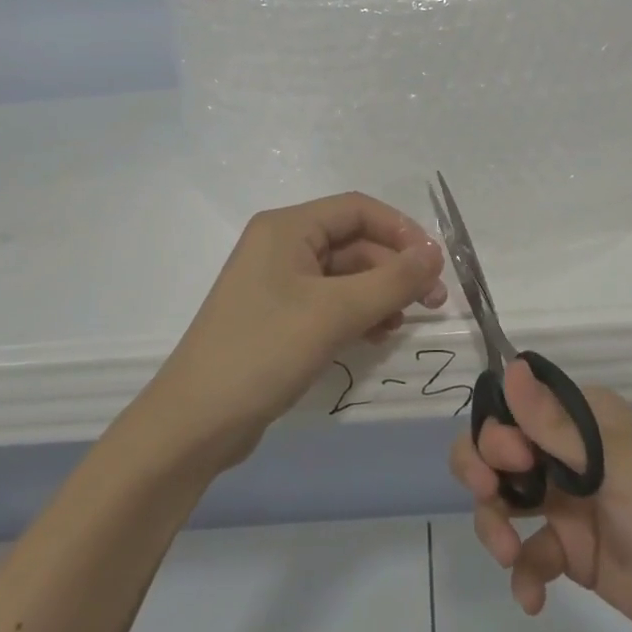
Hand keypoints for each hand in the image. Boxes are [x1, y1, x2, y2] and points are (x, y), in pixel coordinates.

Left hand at [152, 192, 445, 468]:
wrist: (196, 422)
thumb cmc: (264, 351)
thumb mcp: (335, 313)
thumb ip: (391, 280)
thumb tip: (435, 253)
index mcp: (287, 227)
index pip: (358, 209)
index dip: (401, 230)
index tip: (435, 264)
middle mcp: (281, 246)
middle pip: (353, 242)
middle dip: (394, 268)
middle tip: (432, 303)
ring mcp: (278, 283)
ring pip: (345, 275)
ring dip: (380, 294)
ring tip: (403, 325)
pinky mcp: (279, 318)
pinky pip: (330, 303)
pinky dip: (358, 314)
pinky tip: (376, 337)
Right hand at [451, 364, 631, 631]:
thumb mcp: (612, 464)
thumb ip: (554, 424)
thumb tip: (510, 365)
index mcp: (578, 419)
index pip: (513, 407)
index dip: (496, 430)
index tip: (512, 460)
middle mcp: (564, 453)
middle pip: (496, 451)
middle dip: (481, 471)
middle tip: (489, 496)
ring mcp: (565, 503)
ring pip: (502, 500)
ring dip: (493, 525)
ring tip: (508, 555)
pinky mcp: (569, 552)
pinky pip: (526, 553)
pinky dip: (522, 573)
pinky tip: (532, 597)